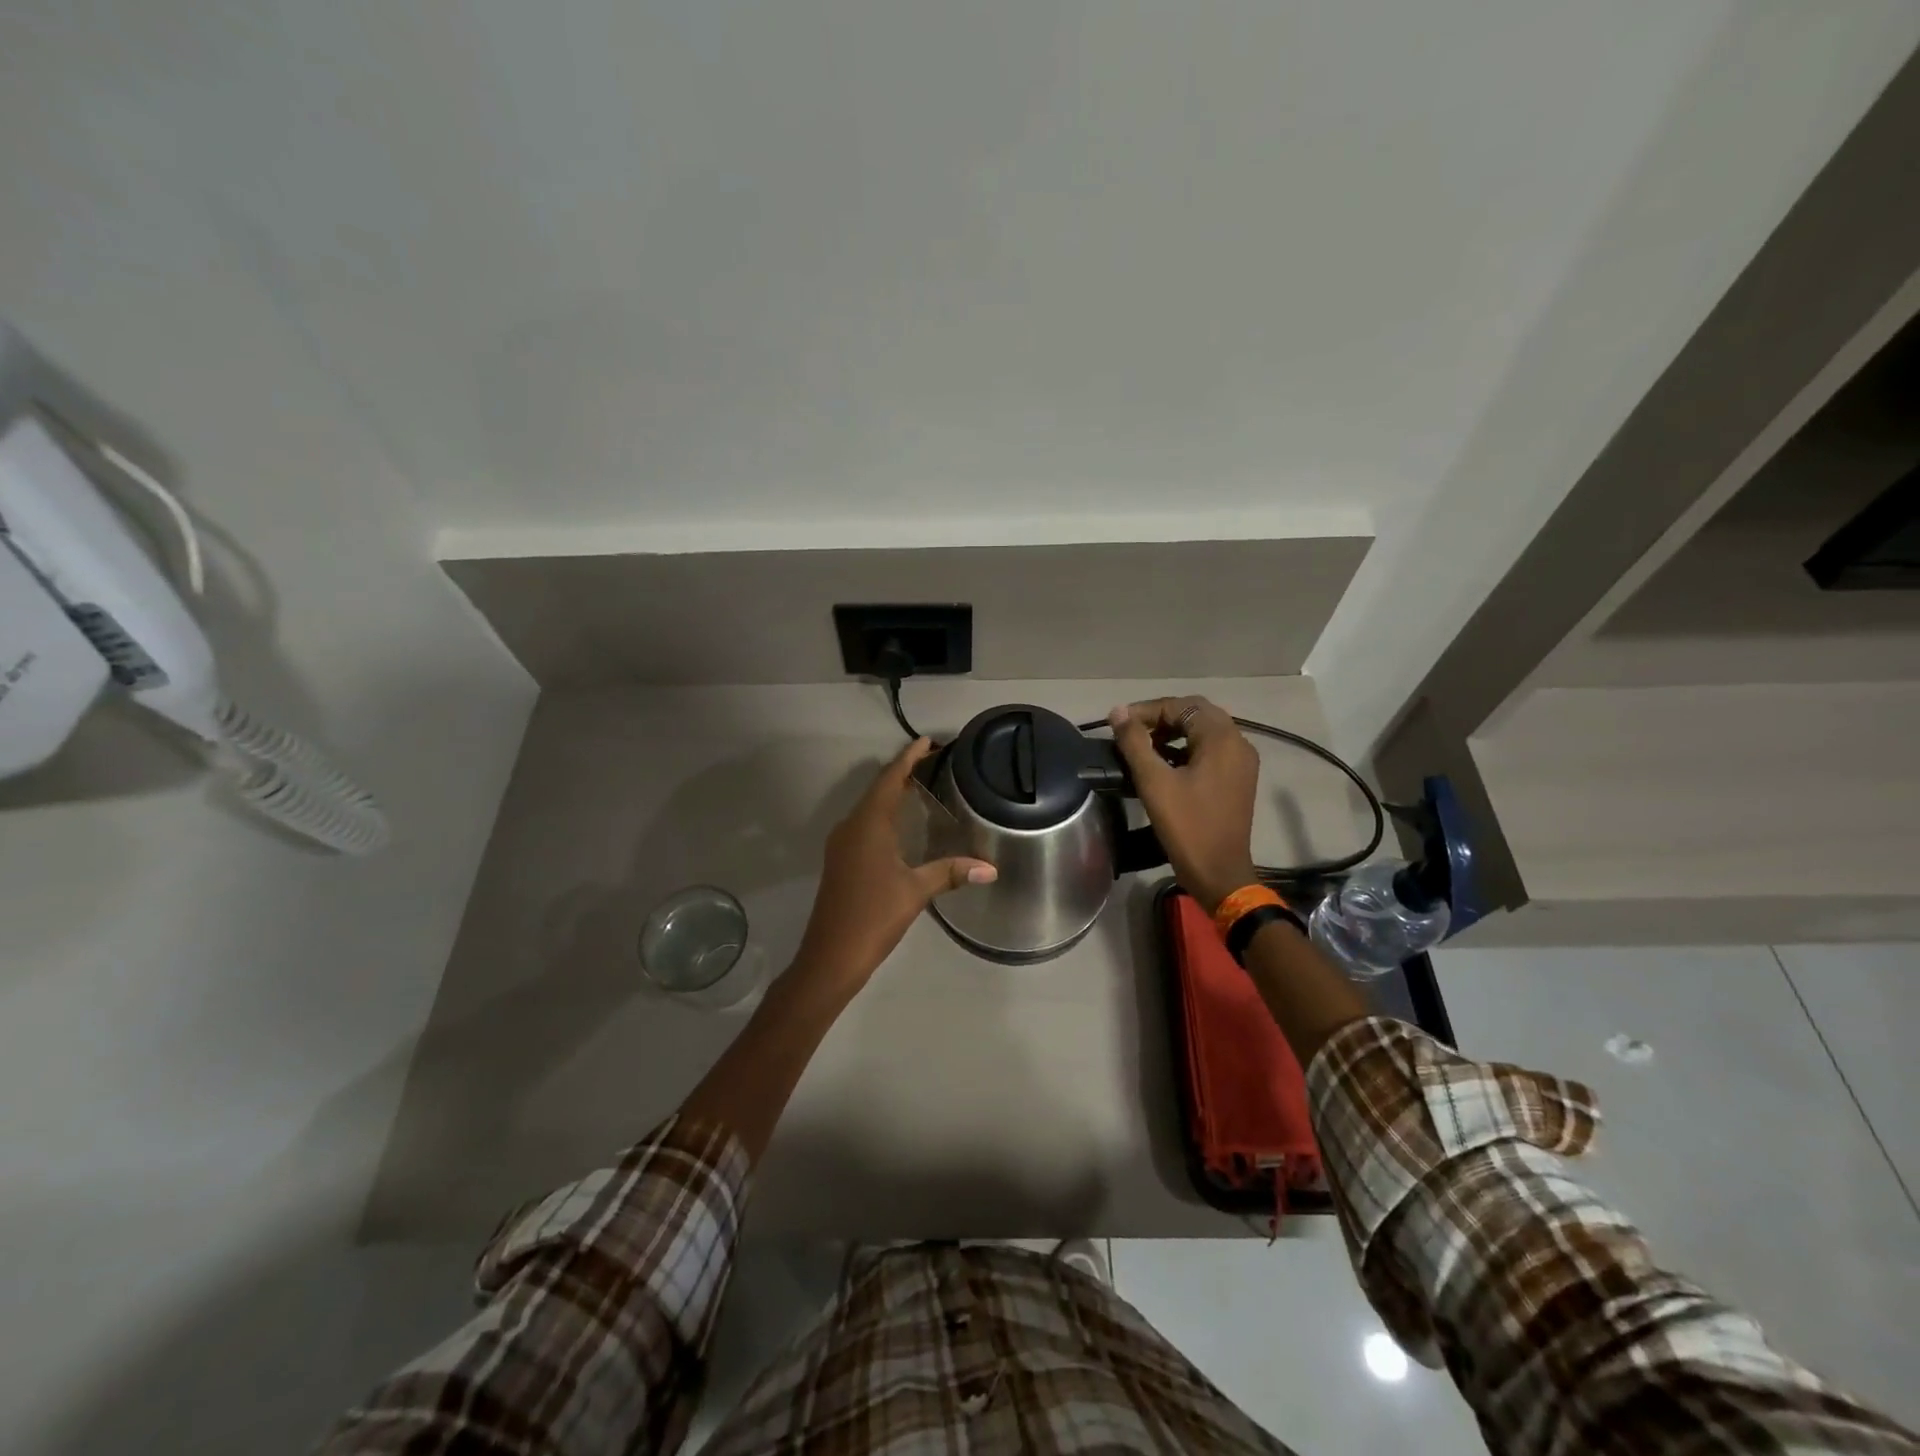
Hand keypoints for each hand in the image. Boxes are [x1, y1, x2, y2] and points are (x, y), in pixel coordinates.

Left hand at [793, 738, 996, 997]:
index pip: (890, 779)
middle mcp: (851, 826)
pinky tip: (901, 825)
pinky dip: (885, 814)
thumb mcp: (916, 891)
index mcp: (868, 824)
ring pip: (870, 807)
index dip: (909, 758)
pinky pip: (865, 823)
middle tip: (934, 762)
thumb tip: (991, 868)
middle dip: (904, 772)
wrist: (830, 955)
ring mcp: (842, 843)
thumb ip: (951, 872)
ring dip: (892, 793)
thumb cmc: (873, 916)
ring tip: (922, 786)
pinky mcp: (841, 860)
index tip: (927, 741)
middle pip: (878, 788)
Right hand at [1109, 697, 1259, 913]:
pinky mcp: (1237, 779)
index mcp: (1222, 739)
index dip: (1147, 710)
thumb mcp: (1154, 783)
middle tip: (1131, 731)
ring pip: (1204, 731)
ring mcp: (1241, 762)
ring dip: (1173, 731)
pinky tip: (1163, 763)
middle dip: (1161, 717)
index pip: (1183, 705)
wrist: (1219, 873)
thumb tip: (1117, 712)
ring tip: (1143, 746)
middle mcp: (1238, 743)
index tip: (1119, 723)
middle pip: (1196, 713)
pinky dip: (1186, 748)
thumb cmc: (1187, 827)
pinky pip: (1211, 750)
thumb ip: (1135, 743)